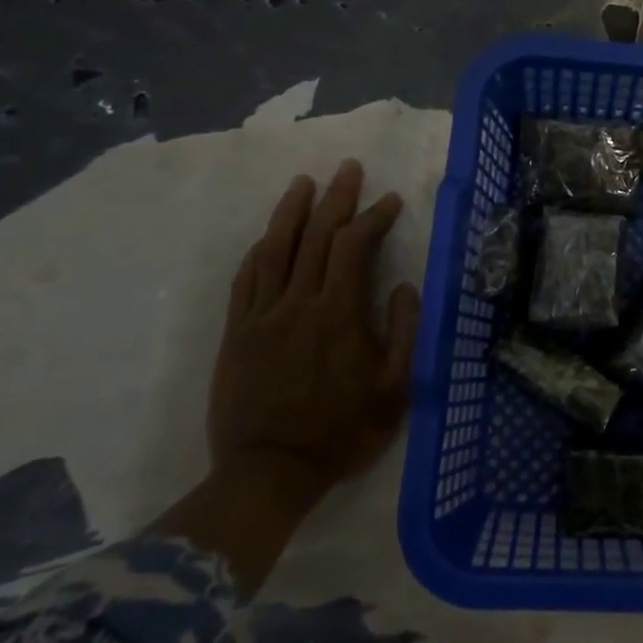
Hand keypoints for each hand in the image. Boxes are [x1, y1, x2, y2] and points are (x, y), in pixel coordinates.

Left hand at [207, 162, 418, 515]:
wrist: (269, 473)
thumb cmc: (341, 433)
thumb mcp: (394, 390)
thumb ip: (403, 333)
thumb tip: (405, 286)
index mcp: (338, 314)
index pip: (354, 247)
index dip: (374, 217)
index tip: (391, 201)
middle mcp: (298, 303)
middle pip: (315, 236)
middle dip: (336, 198)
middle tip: (348, 169)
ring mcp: (261, 316)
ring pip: (275, 249)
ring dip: (291, 211)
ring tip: (304, 182)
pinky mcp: (237, 333)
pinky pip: (245, 280)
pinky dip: (259, 250)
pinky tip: (268, 235)